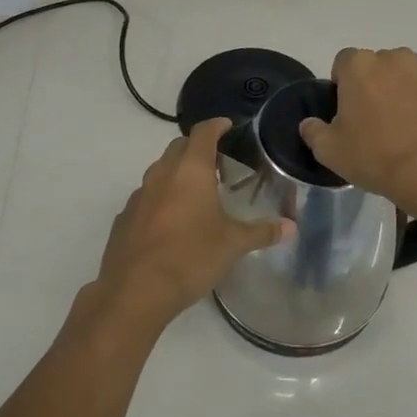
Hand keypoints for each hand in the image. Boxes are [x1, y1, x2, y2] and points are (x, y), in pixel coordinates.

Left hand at [92, 118, 289, 336]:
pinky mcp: (125, 218)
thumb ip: (262, 232)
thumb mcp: (233, 244)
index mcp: (191, 169)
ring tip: (196, 194)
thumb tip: (291, 227)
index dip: (217, 125)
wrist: (135, 290)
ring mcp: (139, 195)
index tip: (228, 126)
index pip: (203, 132)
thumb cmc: (191, 256)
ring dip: (177, 174)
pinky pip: (146, 198)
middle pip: (179, 147)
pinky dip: (161, 199)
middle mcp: (162, 173)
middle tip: (218, 165)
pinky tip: (171, 223)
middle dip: (197, 148)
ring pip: (160, 171)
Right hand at [299, 48, 416, 206]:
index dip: (342, 84)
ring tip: (400, 125)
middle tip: (372, 119)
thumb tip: (309, 123)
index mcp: (360, 65)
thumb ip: (313, 131)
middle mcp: (393, 58)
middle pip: (375, 66)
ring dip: (399, 91)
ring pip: (404, 75)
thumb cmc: (374, 156)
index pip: (343, 62)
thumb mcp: (329, 151)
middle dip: (372, 85)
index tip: (346, 111)